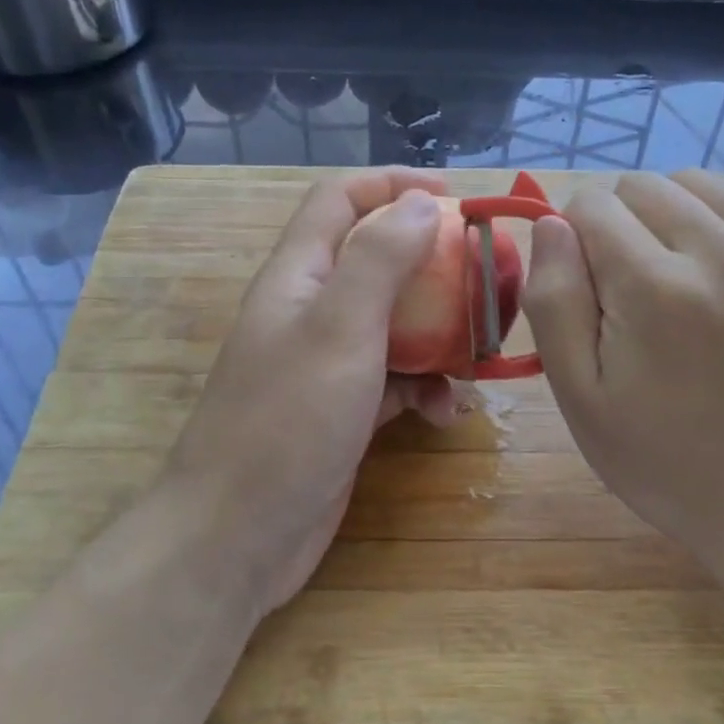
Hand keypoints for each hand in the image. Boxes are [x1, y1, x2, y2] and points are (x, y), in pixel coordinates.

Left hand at [165, 170, 461, 617]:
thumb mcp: (339, 329)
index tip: (456, 198)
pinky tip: (445, 413)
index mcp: (299, 275)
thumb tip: (422, 204)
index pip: (341, 199)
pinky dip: (424, 387)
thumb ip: (380, 259)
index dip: (394, 184)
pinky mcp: (343, 410)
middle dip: (433, 264)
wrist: (236, 538)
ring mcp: (326, 363)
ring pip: (394, 323)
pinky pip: (394, 379)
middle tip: (487, 278)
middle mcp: (311, 310)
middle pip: (377, 260)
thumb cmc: (287, 422)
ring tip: (478, 356)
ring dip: (438, 333)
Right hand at [523, 170, 723, 590]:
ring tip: (672, 274)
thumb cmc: (665, 459)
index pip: (591, 205)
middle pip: (642, 185)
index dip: (573, 242)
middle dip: (617, 224)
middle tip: (627, 291)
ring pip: (697, 181)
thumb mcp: (579, 397)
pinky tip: (718, 265)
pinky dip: (722, 215)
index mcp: (656, 289)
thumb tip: (552, 224)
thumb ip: (553, 299)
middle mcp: (723, 253)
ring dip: (668, 214)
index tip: (588, 293)